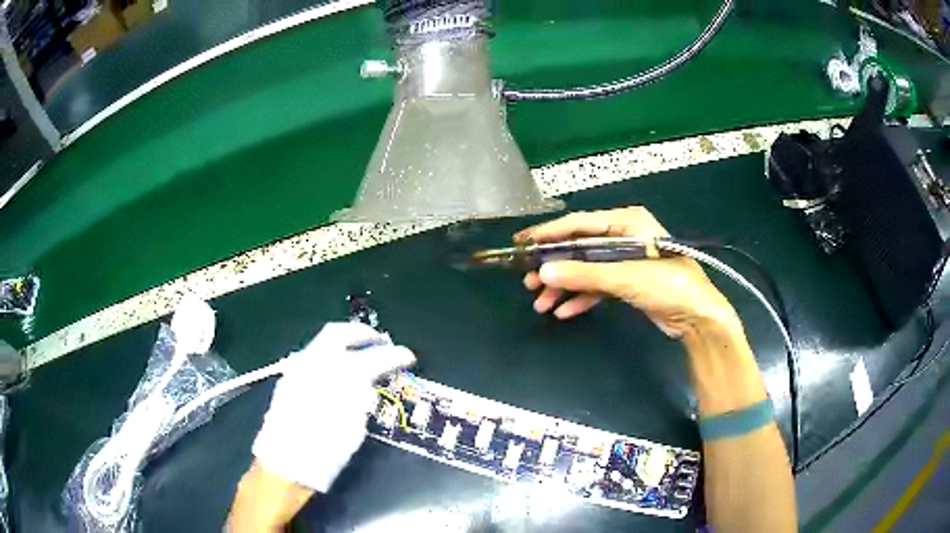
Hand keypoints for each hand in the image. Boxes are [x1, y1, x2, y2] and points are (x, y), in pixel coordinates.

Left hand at [251, 322, 414, 492]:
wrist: (286, 462)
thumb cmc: (326, 451)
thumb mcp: (355, 427)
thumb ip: (362, 397)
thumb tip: (368, 383)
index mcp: (340, 378)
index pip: (375, 356)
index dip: (396, 355)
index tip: (408, 357)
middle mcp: (316, 363)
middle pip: (341, 333)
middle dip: (363, 334)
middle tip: (380, 341)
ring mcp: (299, 367)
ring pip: (323, 341)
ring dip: (345, 342)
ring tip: (360, 353)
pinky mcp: (288, 376)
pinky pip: (312, 354)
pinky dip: (329, 355)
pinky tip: (336, 370)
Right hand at [515, 207, 738, 336]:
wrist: (698, 317)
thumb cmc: (669, 285)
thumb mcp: (625, 277)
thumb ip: (583, 274)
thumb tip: (542, 272)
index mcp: (627, 222)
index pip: (580, 224)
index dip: (549, 233)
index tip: (522, 242)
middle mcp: (624, 236)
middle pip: (580, 248)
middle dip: (554, 266)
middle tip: (526, 280)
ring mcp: (625, 260)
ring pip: (586, 269)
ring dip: (564, 286)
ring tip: (540, 302)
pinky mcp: (628, 281)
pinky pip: (598, 286)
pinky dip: (581, 298)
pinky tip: (563, 311)